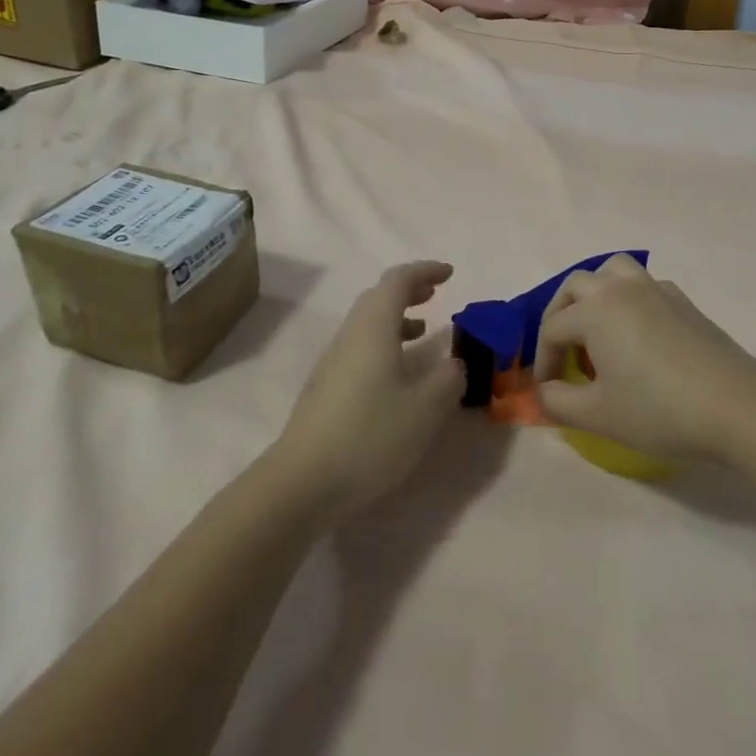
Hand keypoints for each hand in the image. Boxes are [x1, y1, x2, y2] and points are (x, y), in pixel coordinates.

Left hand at [274, 261, 464, 515]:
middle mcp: (350, 336)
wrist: (302, 484)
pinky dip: (384, 343)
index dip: (425, 271)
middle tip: (435, 294)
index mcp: (374, 328)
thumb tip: (454, 363)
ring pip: (367, 323)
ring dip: (396, 317)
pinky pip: (360, 347)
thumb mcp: (426, 408)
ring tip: (422, 330)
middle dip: (408, 290)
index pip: (398, 281)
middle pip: (377, 297)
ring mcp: (333, 362)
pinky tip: (397, 373)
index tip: (450, 273)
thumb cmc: (370, 436)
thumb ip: (449, 378)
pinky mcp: (325, 388)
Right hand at [535, 254, 755, 461]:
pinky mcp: (683, 300)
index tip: (547, 389)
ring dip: (595, 293)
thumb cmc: (659, 410)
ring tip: (597, 328)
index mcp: (595, 311)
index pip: (553, 328)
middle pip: (576, 286)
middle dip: (560, 315)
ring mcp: (656, 289)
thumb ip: (558, 402)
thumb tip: (544, 391)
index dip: (543, 359)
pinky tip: (638, 333)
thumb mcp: (598, 415)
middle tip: (563, 351)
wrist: (735, 405)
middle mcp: (621, 288)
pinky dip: (629, 298)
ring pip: (613, 271)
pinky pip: (644, 285)